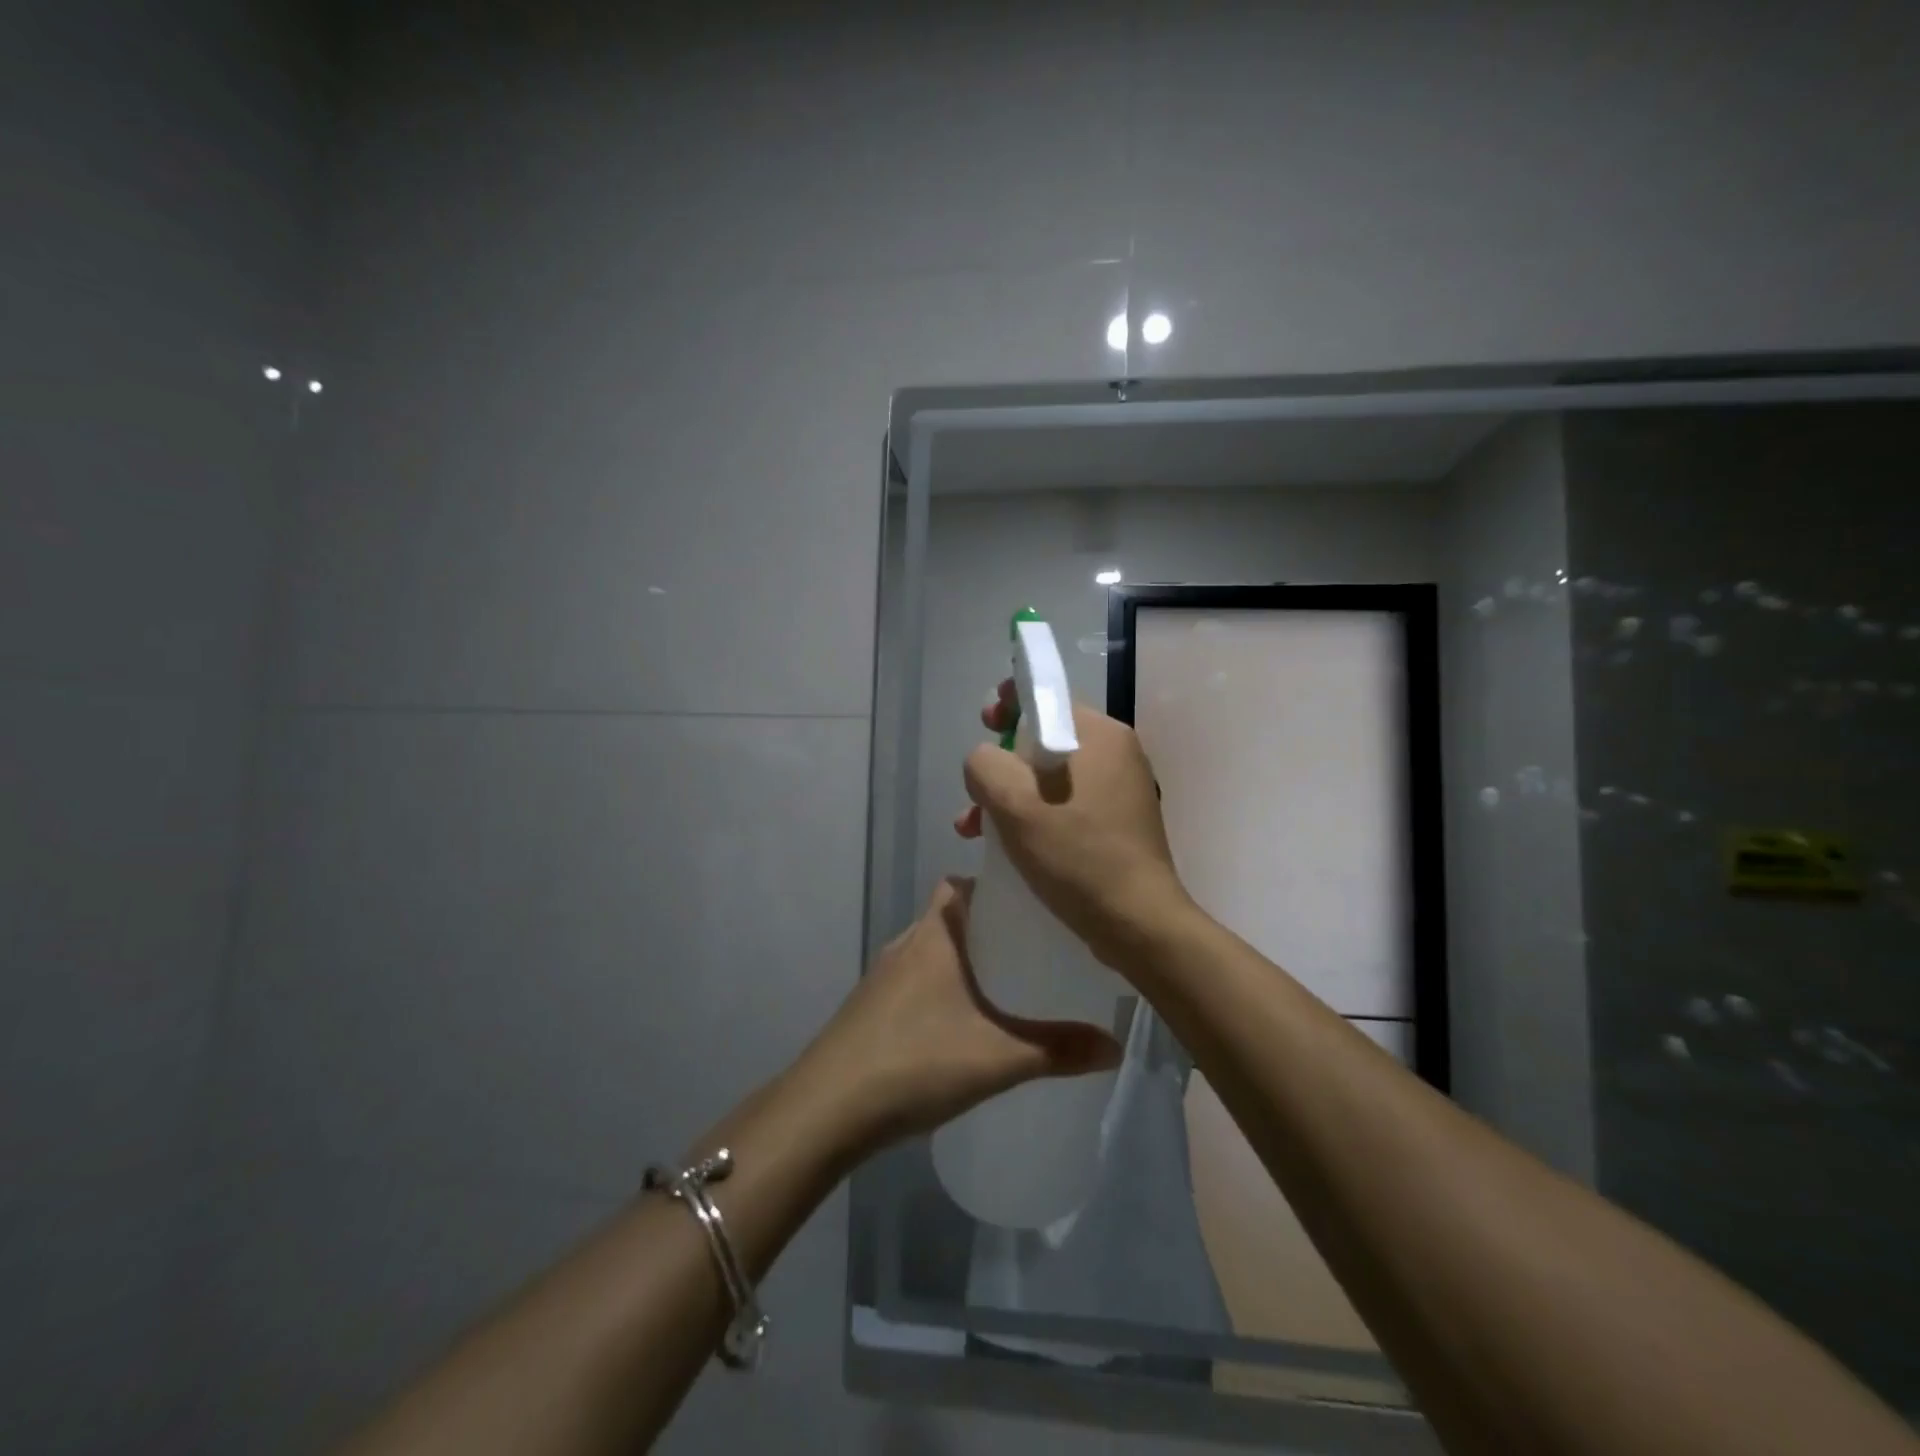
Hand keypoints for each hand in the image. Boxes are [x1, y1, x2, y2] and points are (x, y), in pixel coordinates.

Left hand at [803, 877, 1121, 1146]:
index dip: (992, 884)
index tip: (1030, 902)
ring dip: (963, 959)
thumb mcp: (998, 1057)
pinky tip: (961, 1025)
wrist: (828, 1109)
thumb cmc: (916, 1060)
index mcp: (934, 935)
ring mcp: (883, 977)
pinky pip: (915, 981)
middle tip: (1031, 947)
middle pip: (950, 916)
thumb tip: (1115, 1045)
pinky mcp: (870, 1008)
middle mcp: (906, 944)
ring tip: (1005, 984)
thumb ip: (1058, 1050)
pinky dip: (941, 988)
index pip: (960, 883)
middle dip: (987, 926)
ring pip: (931, 950)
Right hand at [956, 679, 1193, 976]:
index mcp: (1100, 734)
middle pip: (1045, 738)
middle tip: (976, 784)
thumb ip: (985, 764)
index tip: (985, 724)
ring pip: (1051, 777)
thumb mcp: (1014, 802)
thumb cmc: (1076, 853)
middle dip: (1002, 761)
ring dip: (1009, 796)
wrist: (1137, 922)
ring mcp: (1121, 790)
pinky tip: (1006, 845)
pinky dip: (1035, 816)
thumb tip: (986, 761)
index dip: (1009, 703)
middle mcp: (1117, 754)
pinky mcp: (1118, 824)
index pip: (1048, 696)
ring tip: (972, 828)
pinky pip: (1066, 804)